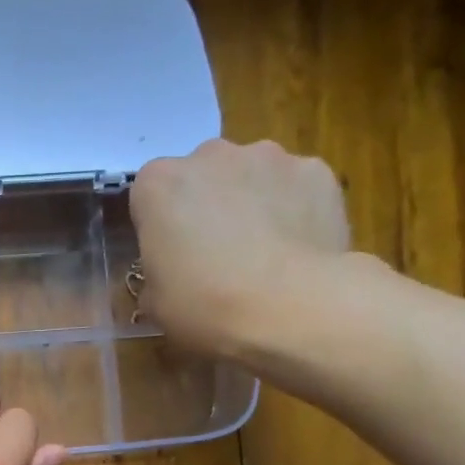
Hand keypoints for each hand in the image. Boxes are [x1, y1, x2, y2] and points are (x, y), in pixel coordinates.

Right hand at [130, 138, 355, 361]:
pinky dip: (295, 209)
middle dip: (206, 207)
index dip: (159, 228)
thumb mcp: (156, 304)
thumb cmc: (205, 306)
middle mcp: (210, 155)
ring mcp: (267, 156)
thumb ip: (156, 274)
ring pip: (251, 177)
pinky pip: (295, 187)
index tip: (170, 258)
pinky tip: (298, 250)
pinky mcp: (315, 170)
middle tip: (216, 256)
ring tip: (264, 255)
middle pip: (201, 177)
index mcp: (159, 185)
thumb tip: (170, 274)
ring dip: (251, 203)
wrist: (290, 308)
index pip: (149, 197)